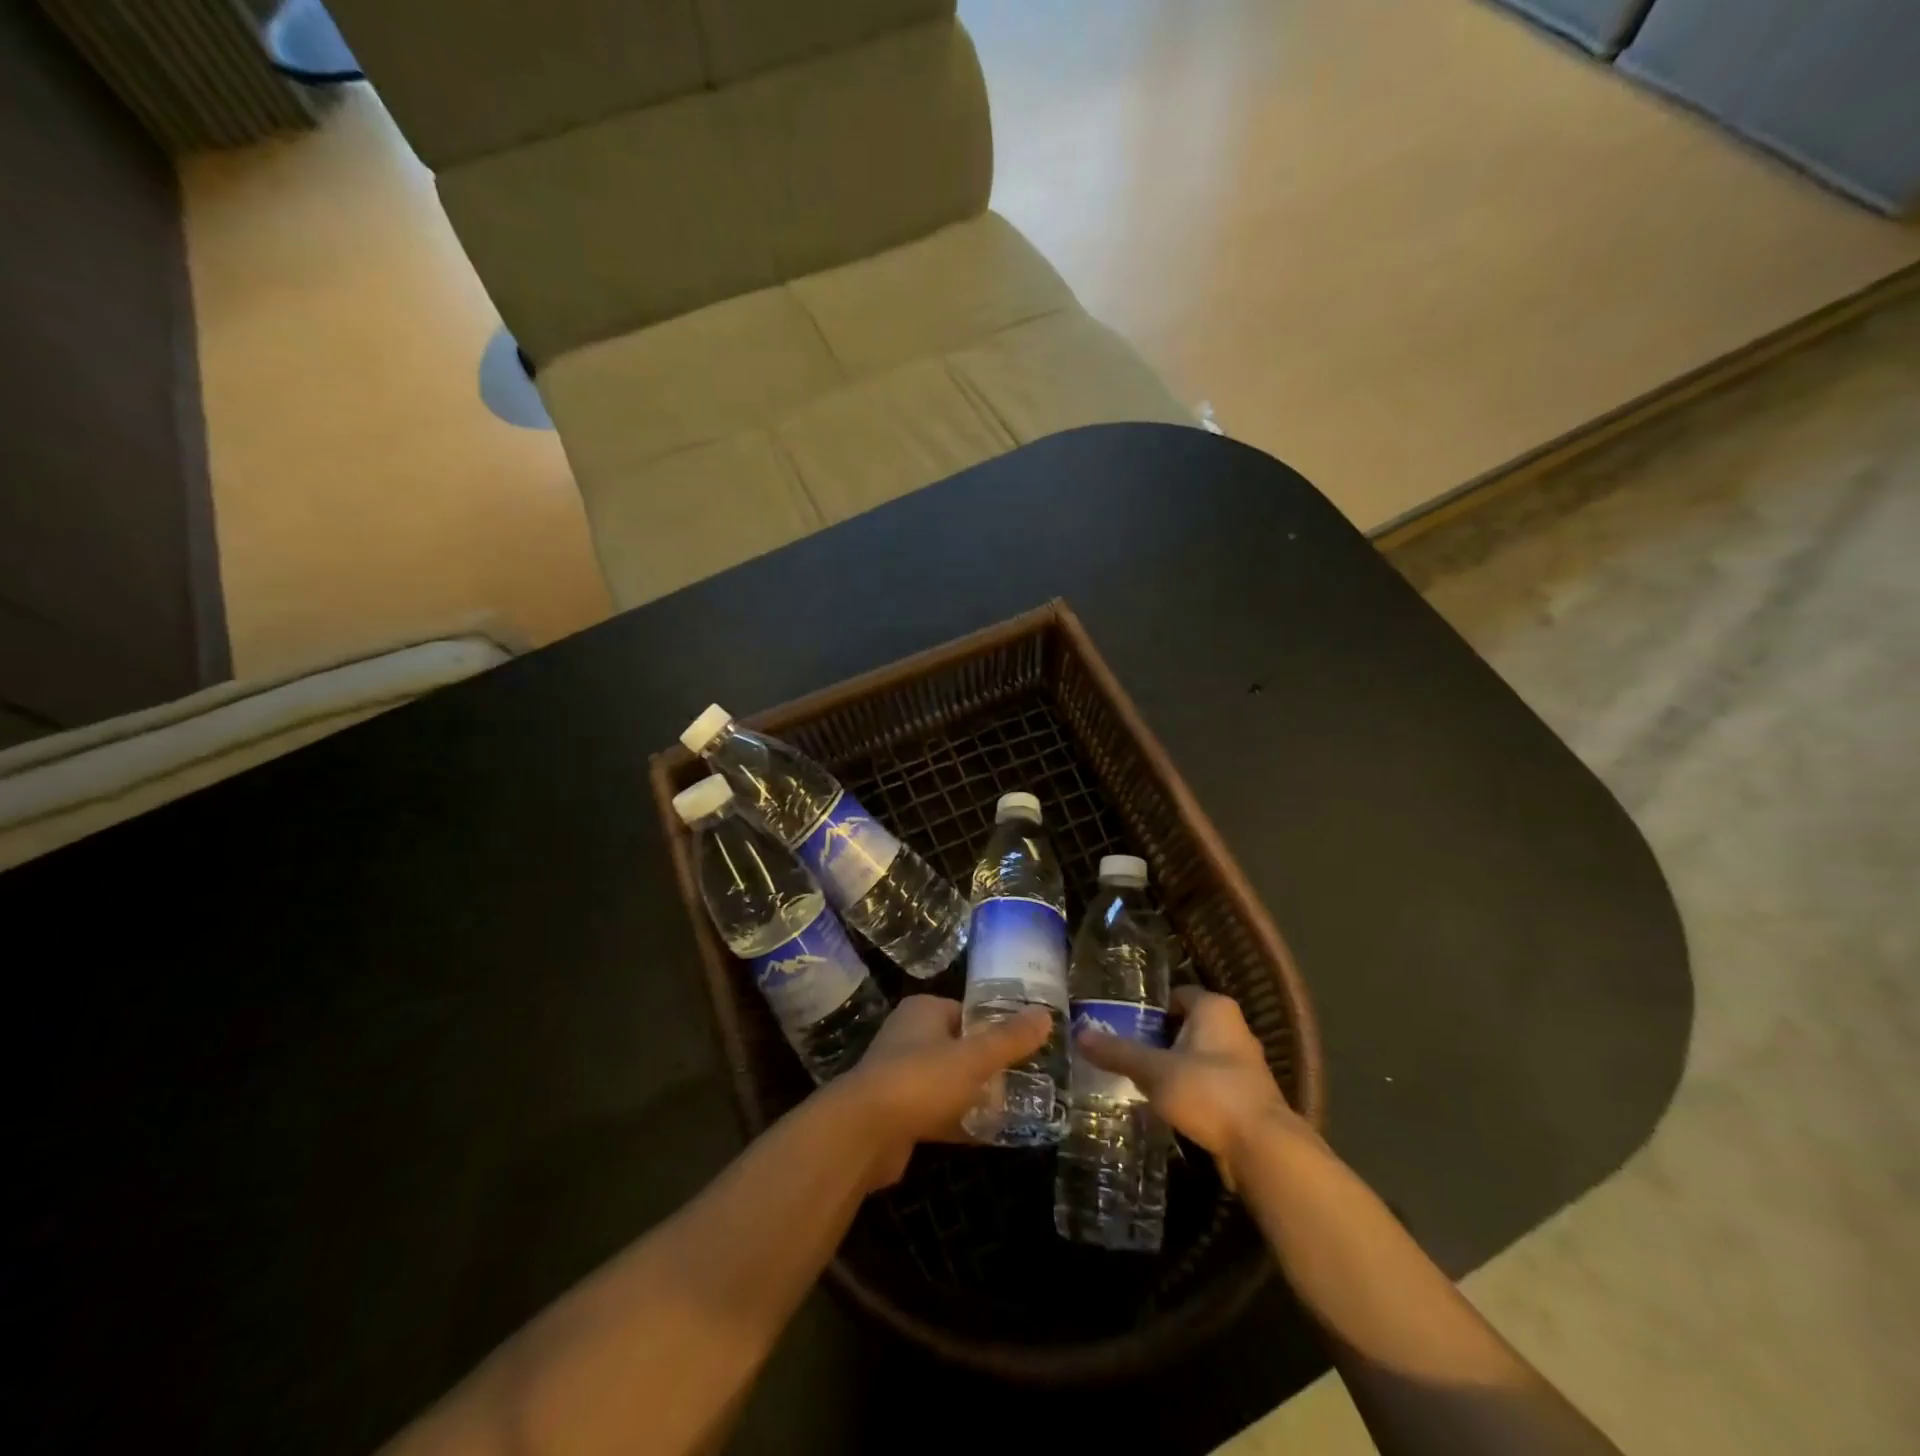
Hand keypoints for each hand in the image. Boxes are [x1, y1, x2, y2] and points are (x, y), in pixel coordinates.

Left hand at [836, 996, 1050, 1187]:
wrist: (863, 1133)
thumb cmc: (921, 1079)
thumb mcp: (974, 1057)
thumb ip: (1010, 1039)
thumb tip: (1046, 1015)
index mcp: (923, 1011)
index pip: (967, 1011)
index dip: (995, 1027)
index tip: (1025, 1046)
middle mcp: (908, 1036)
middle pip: (958, 1047)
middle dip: (988, 1065)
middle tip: (1025, 1080)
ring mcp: (899, 1076)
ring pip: (947, 1081)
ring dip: (974, 1095)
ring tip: (1014, 1108)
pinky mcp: (897, 1114)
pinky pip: (937, 1112)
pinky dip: (959, 1121)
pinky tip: (988, 1136)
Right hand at [1076, 986, 1308, 1187]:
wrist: (1263, 1149)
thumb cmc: (1208, 1092)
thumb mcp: (1154, 1071)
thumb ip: (1118, 1052)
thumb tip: (1078, 1034)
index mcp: (1214, 1008)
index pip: (1174, 994)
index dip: (1148, 1007)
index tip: (1121, 1022)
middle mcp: (1233, 1028)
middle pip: (1184, 1025)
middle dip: (1156, 1038)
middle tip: (1122, 1051)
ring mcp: (1243, 1064)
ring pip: (1196, 1055)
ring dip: (1172, 1066)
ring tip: (1137, 1079)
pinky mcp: (1245, 1096)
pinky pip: (1208, 1082)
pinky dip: (1188, 1089)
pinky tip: (1165, 1104)